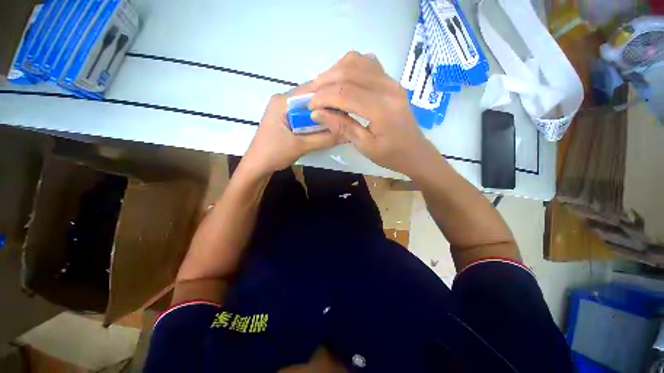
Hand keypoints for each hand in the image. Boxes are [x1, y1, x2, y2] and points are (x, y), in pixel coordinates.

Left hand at [241, 85, 342, 176]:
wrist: (258, 166)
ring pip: (308, 109)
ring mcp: (284, 110)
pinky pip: (304, 117)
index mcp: (283, 101)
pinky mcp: (286, 119)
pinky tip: (325, 128)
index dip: (330, 96)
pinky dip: (315, 122)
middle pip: (310, 99)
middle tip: (345, 115)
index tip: (346, 105)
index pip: (311, 91)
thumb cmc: (274, 154)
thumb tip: (347, 134)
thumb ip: (324, 139)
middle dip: (327, 107)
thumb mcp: (301, 146)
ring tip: (339, 121)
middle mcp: (283, 100)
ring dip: (322, 116)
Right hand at [308, 52, 440, 177]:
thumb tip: (317, 114)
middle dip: (324, 81)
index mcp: (382, 109)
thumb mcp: (365, 146)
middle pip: (349, 72)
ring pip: (357, 62)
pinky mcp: (391, 81)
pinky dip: (349, 67)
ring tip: (322, 86)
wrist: (414, 151)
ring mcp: (391, 81)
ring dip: (334, 71)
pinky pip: (367, 64)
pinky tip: (341, 80)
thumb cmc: (391, 155)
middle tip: (310, 94)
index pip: (345, 93)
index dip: (323, 97)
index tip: (309, 106)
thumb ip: (342, 127)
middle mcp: (388, 88)